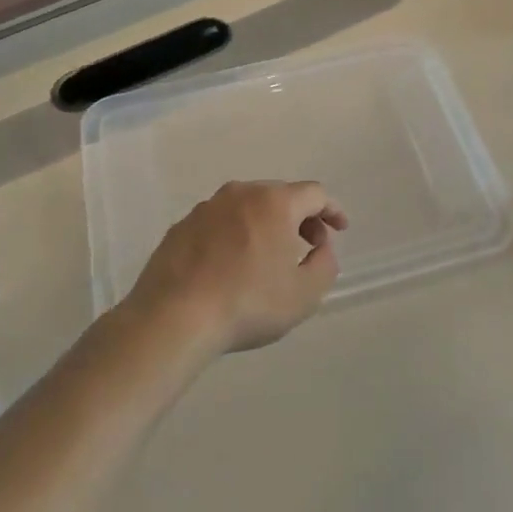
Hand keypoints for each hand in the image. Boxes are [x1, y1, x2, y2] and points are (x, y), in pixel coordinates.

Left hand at [124, 181, 348, 354]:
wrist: (174, 317)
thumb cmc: (248, 303)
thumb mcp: (305, 293)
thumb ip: (325, 263)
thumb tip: (321, 247)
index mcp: (274, 202)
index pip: (314, 194)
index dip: (332, 210)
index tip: (339, 230)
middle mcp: (239, 194)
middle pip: (279, 195)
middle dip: (299, 217)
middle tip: (307, 245)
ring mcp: (205, 208)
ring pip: (246, 207)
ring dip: (265, 224)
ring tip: (268, 257)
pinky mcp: (180, 227)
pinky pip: (219, 223)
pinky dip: (234, 235)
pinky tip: (231, 265)